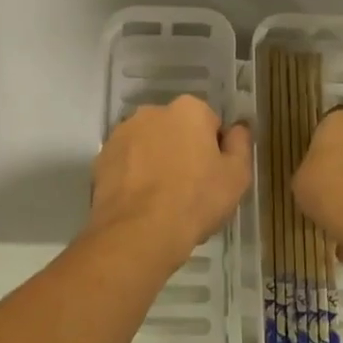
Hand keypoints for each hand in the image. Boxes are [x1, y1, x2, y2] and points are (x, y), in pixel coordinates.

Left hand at [87, 94, 252, 270]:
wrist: (138, 232)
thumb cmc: (195, 200)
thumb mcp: (237, 176)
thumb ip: (241, 144)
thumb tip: (238, 129)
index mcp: (188, 109)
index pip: (209, 123)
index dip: (214, 151)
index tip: (213, 176)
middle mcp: (152, 111)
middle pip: (176, 130)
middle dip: (182, 150)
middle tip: (189, 188)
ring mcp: (123, 133)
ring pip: (148, 144)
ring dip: (155, 161)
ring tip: (162, 199)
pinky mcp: (101, 157)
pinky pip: (126, 163)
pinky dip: (132, 176)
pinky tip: (140, 203)